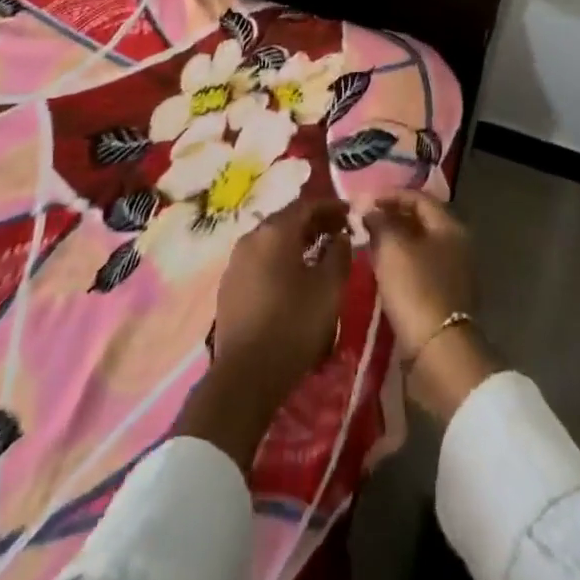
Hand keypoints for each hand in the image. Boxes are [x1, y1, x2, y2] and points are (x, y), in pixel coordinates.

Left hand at [176, 197, 350, 468]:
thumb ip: (339, 255)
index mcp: (274, 232)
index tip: (350, 212)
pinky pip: (260, 259)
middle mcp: (251, 238)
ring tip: (320, 252)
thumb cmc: (293, 324)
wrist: (246, 374)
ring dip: (297, 241)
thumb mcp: (328, 289)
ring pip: (272, 240)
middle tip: (339, 230)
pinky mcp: (229, 285)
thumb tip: (341, 237)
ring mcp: (236, 261)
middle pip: (287, 220)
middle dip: (314, 222)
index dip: (330, 206)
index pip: (306, 205)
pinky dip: (280, 258)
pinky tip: (293, 275)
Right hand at [362, 193, 497, 421]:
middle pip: (421, 221)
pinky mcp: (445, 297)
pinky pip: (419, 267)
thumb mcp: (392, 248)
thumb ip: (380, 222)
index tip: (365, 200)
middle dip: (392, 217)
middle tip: (364, 220)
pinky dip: (400, 262)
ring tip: (367, 242)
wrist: (438, 350)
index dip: (391, 195)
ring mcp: (454, 273)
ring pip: (419, 245)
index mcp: (450, 227)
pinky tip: (381, 268)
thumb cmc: (415, 288)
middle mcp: (457, 245)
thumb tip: (370, 209)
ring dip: (395, 240)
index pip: (419, 198)